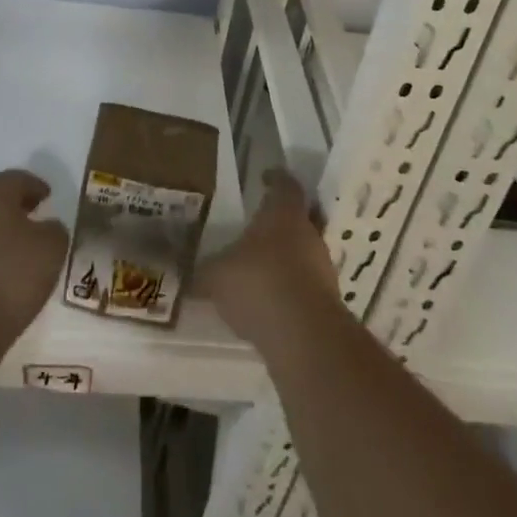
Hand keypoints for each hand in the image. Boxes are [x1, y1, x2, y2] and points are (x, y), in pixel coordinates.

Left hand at [0, 169, 70, 342]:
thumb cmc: (12, 275)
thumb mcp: (51, 248)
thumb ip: (55, 230)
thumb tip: (48, 228)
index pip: (14, 178)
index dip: (33, 184)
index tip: (48, 195)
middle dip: (16, 206)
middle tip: (36, 215)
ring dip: (4, 232)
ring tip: (26, 249)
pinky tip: (8, 273)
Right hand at [199, 170, 343, 349]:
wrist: (306, 338)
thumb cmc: (259, 284)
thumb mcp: (217, 276)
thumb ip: (204, 271)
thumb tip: (189, 275)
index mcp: (284, 214)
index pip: (286, 185)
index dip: (276, 179)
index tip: (265, 178)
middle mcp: (309, 234)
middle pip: (299, 219)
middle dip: (279, 223)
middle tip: (256, 229)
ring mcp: (323, 269)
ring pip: (304, 254)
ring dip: (285, 259)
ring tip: (259, 271)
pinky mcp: (328, 303)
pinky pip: (306, 286)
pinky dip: (290, 290)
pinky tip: (269, 305)